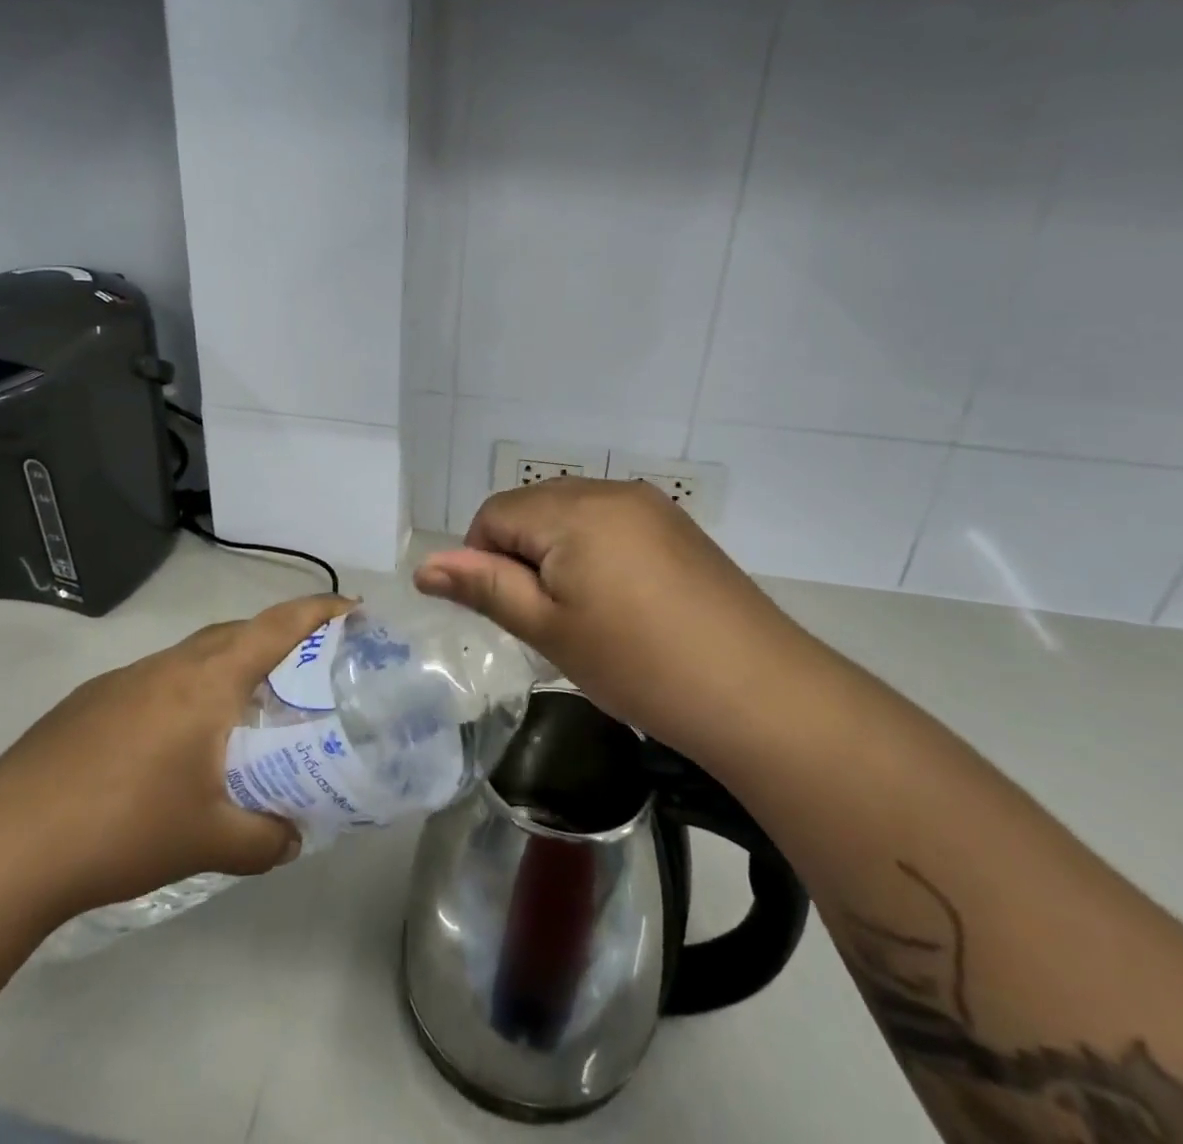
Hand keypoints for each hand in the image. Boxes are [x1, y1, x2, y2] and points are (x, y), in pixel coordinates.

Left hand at [0, 594, 354, 931]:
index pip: (277, 626)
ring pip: (194, 654)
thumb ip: (264, 837)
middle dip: (278, 637)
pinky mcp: (91, 701)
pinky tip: (177, 742)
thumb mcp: (208, 840)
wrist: (3, 845)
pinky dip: (186, 691)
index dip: (319, 611)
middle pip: (237, 631)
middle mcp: (170, 665)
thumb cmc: (123, 827)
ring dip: (228, 666)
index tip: (353, 609)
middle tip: (307, 668)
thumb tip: (294, 837)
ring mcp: (125, 679)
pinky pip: (159, 680)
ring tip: (246, 707)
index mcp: (208, 680)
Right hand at [414, 478, 806, 755]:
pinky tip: (621, 602)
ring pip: (572, 513)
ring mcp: (649, 505)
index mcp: (572, 509)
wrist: (758, 691)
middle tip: (546, 619)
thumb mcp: (548, 628)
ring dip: (558, 553)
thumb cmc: (637, 663)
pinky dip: (595, 551)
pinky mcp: (677, 526)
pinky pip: (611, 522)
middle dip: (521, 555)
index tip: (510, 613)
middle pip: (533, 507)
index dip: (483, 561)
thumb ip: (484, 587)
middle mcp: (609, 490)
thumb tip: (424, 566)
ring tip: (584, 614)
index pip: (494, 514)